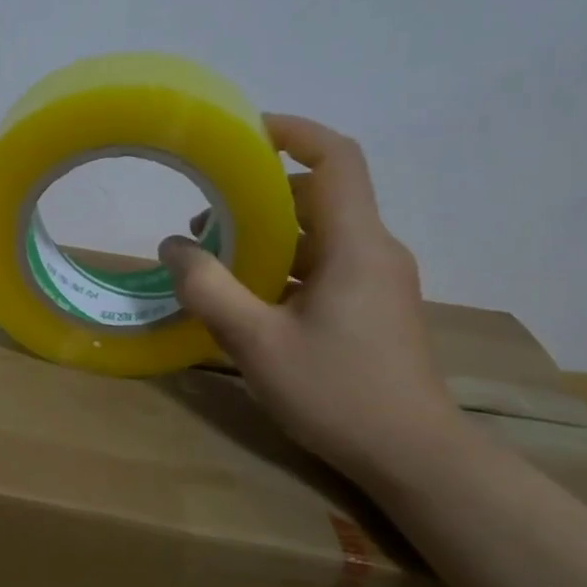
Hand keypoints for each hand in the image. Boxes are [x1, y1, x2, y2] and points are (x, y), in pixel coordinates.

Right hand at [158, 114, 459, 484]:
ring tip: (215, 265)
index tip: (245, 131)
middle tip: (205, 224)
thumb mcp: (256, 342)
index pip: (336, 159)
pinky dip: (284, 266)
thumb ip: (209, 290)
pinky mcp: (373, 308)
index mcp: (355, 245)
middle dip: (259, 198)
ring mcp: (377, 281)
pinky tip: (248, 299)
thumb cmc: (336, 392)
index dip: (294, 132)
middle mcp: (374, 251)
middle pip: (318, 197)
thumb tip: (173, 247)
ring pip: (319, 236)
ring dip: (268, 238)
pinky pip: (325, 266)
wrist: (413, 455)